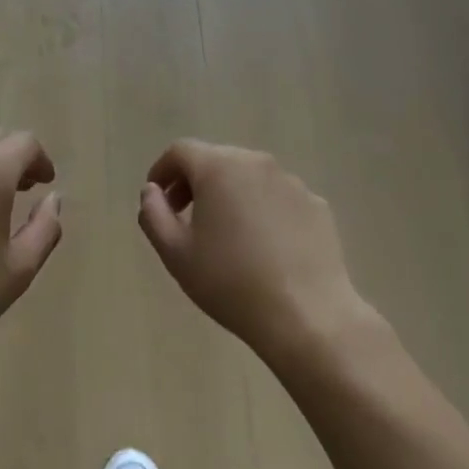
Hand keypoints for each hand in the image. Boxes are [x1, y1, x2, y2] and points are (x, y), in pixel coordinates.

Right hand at [139, 140, 367, 364]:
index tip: (157, 199)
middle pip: (216, 160)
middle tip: (184, 217)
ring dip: (229, 195)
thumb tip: (151, 191)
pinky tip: (263, 248)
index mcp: (218, 167)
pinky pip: (277, 197)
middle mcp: (256, 162)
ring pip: (248, 177)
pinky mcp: (316, 205)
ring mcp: (291, 182)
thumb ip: (153, 214)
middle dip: (194, 182)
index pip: (180, 151)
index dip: (162, 171)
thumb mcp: (175, 253)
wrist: (307, 316)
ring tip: (225, 235)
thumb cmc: (230, 282)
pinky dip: (262, 210)